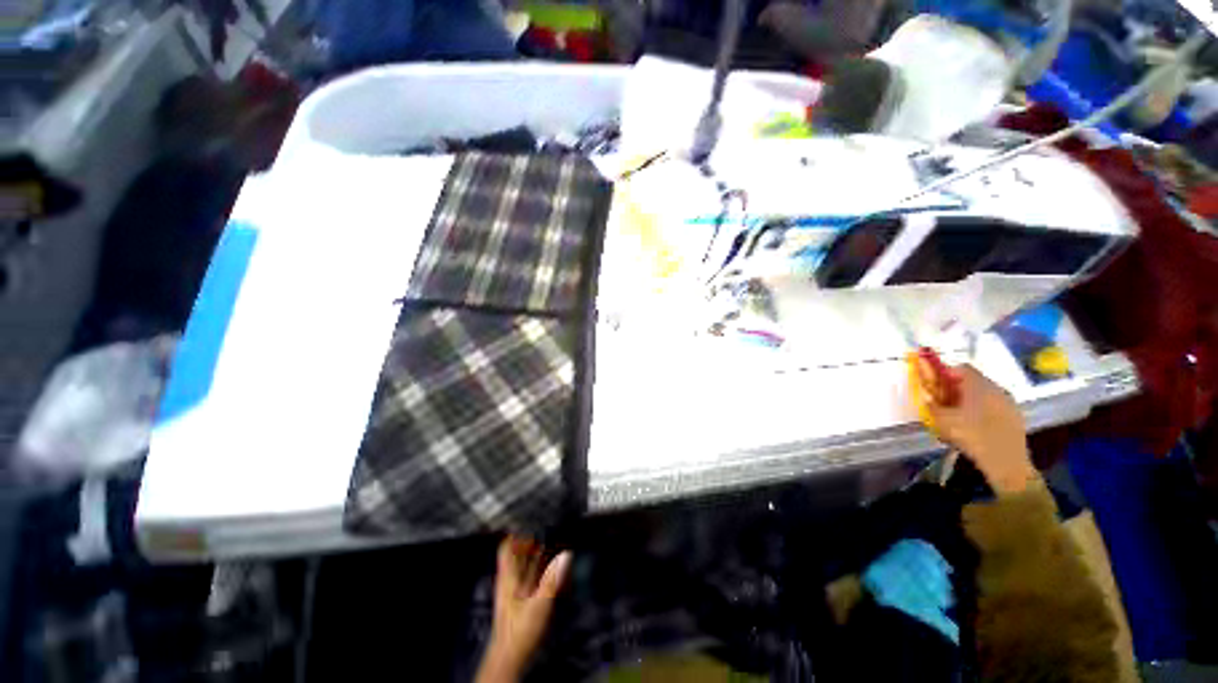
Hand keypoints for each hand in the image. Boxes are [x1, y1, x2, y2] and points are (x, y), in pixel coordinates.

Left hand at [477, 536, 571, 682]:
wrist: (510, 657)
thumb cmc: (520, 631)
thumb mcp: (540, 604)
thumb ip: (553, 579)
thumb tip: (566, 554)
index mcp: (508, 577)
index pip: (507, 547)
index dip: (516, 532)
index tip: (528, 519)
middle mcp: (508, 580)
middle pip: (515, 553)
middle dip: (527, 539)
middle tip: (542, 526)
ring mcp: (512, 591)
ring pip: (521, 564)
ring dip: (532, 552)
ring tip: (547, 539)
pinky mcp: (519, 600)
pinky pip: (527, 576)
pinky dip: (535, 567)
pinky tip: (547, 565)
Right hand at [918, 362, 1038, 493]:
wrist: (1005, 462)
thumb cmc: (971, 435)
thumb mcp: (941, 420)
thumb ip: (931, 404)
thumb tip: (927, 397)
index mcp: (979, 384)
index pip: (961, 367)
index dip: (945, 373)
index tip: (935, 387)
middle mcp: (996, 388)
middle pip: (974, 380)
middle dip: (957, 388)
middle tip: (944, 403)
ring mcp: (1009, 403)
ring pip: (985, 394)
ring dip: (971, 400)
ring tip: (959, 417)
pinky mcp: (1016, 417)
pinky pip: (995, 407)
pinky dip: (983, 412)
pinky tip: (976, 427)